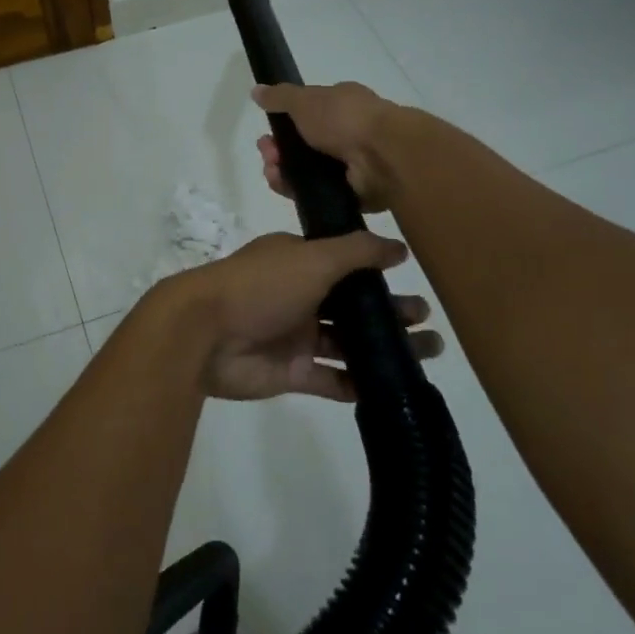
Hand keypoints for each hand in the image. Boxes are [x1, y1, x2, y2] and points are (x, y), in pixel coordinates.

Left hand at [166, 230, 442, 402]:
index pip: (345, 265)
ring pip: (347, 343)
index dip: (377, 275)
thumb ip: (356, 252)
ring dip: (384, 348)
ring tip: (428, 352)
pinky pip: (330, 379)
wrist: (205, 334)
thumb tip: (398, 247)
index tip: (412, 283)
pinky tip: (391, 386)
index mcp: (299, 262)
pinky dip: (357, 383)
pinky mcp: (290, 372)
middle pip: (352, 306)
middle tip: (429, 323)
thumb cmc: (260, 286)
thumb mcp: (312, 257)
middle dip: (390, 313)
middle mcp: (298, 296)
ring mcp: (294, 336)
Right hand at [252, 82, 406, 213]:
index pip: (308, 114)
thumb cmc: (345, 119)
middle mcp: (348, 133)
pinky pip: (318, 193)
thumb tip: (257, 91)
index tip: (267, 132)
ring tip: (273, 173)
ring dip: (284, 171)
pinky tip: (285, 187)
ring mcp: (351, 165)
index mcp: (342, 106)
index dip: (284, 123)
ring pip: (307, 171)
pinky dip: (298, 191)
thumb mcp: (306, 100)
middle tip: (267, 155)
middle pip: (303, 145)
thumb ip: (280, 97)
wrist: (383, 156)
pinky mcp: (352, 192)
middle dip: (279, 150)